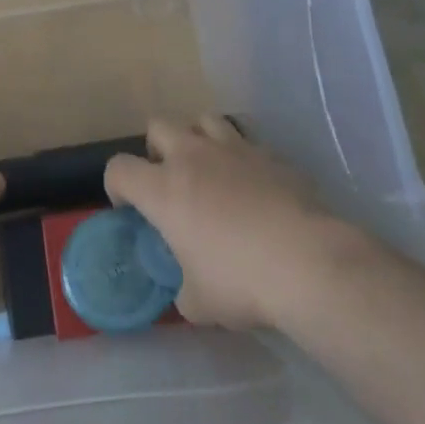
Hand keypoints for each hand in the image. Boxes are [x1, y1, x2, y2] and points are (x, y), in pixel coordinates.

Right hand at [104, 116, 340, 330]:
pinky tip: (255, 187)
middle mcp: (192, 157)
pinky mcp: (271, 154)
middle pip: (158, 126)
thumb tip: (187, 288)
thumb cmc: (241, 282)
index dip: (116, 186)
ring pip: (203, 120)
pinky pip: (247, 143)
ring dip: (199, 140)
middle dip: (157, 149)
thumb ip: (183, 287)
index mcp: (163, 189)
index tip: (130, 209)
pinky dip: (242, 159)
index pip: (118, 168)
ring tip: (211, 171)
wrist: (308, 263)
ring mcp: (234, 149)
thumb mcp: (198, 303)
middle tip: (170, 181)